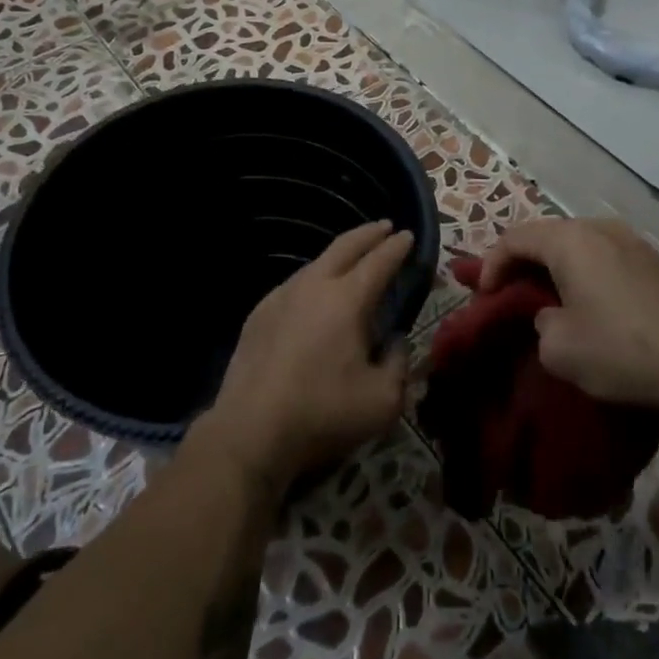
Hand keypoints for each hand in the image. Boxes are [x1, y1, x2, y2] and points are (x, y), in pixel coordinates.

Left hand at [204, 221, 414, 487]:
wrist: (249, 432)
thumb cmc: (323, 413)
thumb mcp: (383, 400)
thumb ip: (399, 363)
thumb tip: (394, 342)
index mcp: (348, 299)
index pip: (379, 261)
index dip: (397, 247)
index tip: (408, 235)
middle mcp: (314, 286)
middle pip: (345, 246)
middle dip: (369, 233)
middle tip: (385, 227)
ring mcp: (280, 297)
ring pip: (316, 263)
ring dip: (339, 256)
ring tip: (352, 260)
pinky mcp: (258, 315)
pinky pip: (294, 285)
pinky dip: (314, 279)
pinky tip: (315, 295)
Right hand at [478, 218, 658, 414]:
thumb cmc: (621, 349)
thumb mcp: (559, 349)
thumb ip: (540, 324)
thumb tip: (554, 316)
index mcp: (570, 240)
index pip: (514, 238)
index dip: (490, 265)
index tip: (482, 297)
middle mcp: (600, 228)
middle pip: (546, 235)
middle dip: (521, 263)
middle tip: (508, 295)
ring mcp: (632, 241)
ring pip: (577, 245)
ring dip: (554, 267)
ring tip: (546, 298)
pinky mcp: (654, 262)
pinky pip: (603, 256)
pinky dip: (583, 273)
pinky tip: (588, 303)